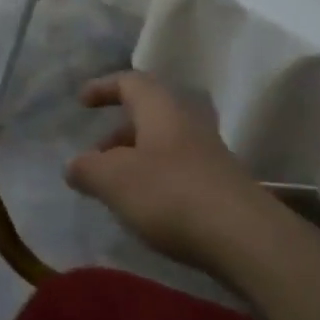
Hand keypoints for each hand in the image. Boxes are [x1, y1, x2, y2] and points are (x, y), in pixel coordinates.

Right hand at [64, 73, 261, 269]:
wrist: (246, 238)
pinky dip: (157, 181)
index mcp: (160, 107)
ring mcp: (208, 153)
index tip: (82, 102)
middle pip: (147, 114)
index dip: (103, 87)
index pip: (129, 82)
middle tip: (96, 156)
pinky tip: (148, 210)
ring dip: (136, 159)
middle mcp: (186, 121)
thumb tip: (74, 166)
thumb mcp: (114, 180)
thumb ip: (87, 169)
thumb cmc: (171, 194)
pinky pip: (179, 170)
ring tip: (117, 190)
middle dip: (118, 132)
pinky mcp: (221, 185)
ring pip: (163, 144)